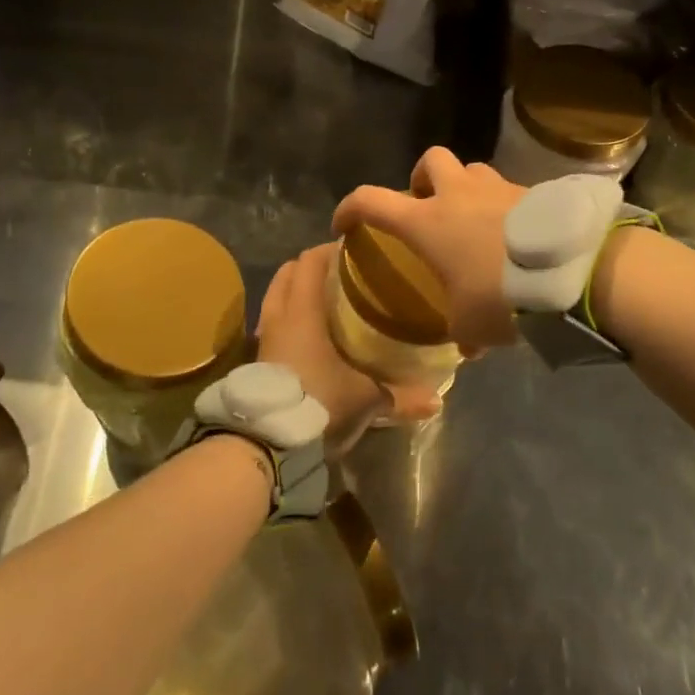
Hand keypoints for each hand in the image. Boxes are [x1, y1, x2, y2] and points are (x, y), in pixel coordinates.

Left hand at [256, 243, 438, 454]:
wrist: (267, 444)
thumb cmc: (319, 403)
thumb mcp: (365, 400)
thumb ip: (400, 396)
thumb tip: (436, 400)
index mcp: (303, 311)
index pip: (310, 261)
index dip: (330, 249)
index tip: (355, 251)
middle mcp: (279, 316)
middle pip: (287, 273)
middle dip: (311, 267)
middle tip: (341, 274)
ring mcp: (264, 338)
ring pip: (276, 297)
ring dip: (296, 292)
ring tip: (326, 302)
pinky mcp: (258, 360)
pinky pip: (273, 324)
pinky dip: (289, 319)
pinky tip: (310, 335)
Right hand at [332, 147, 525, 354]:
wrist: (569, 271)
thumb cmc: (501, 295)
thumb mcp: (471, 325)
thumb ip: (461, 331)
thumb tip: (468, 347)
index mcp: (427, 222)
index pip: (372, 201)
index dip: (350, 208)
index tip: (345, 223)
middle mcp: (458, 194)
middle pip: (431, 160)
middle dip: (423, 178)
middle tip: (428, 205)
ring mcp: (498, 187)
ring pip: (473, 170)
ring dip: (466, 188)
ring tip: (475, 220)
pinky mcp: (533, 191)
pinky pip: (509, 190)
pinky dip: (504, 205)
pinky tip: (515, 235)